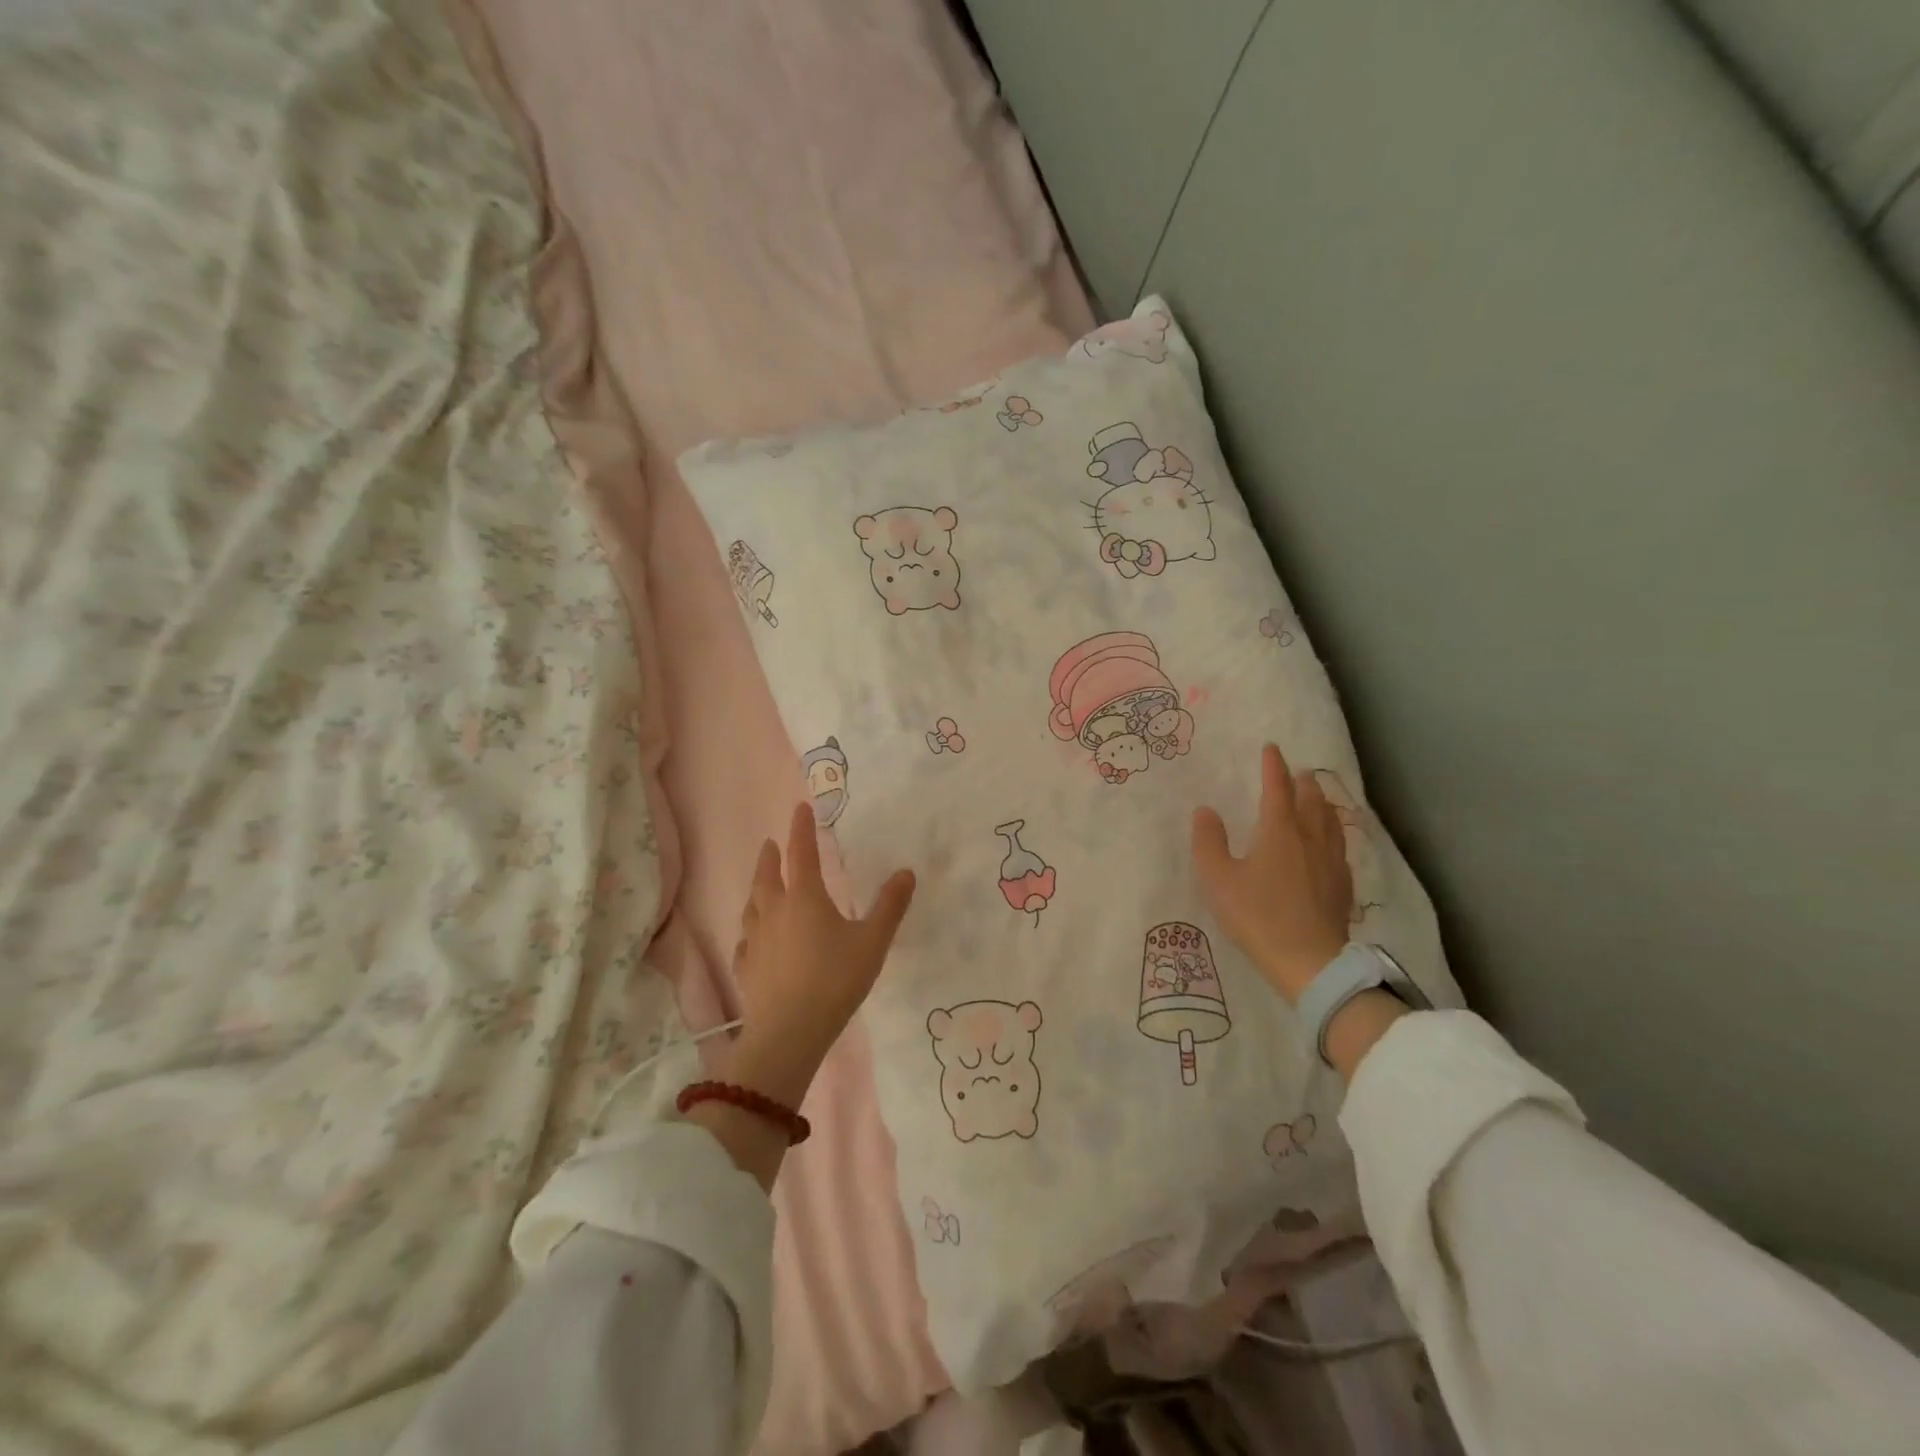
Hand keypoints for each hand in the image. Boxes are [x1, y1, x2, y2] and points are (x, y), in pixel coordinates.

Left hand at [722, 801, 915, 1106]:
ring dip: (757, 889)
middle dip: (770, 856)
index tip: (800, 807)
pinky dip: (750, 931)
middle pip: (767, 876)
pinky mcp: (747, 969)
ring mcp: (756, 941)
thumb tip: (906, 872)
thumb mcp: (873, 942)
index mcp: (805, 898)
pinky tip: (752, 939)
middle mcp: (775, 912)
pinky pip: (746, 942)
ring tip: (762, 886)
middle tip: (771, 844)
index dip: (801, 828)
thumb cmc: (835, 980)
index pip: (802, 853)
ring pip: (752, 906)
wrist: (789, 1032)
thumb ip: (890, 906)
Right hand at [1192, 743, 1352, 1004]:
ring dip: (1322, 804)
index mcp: (1279, 831)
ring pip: (1329, 822)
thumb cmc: (1257, 915)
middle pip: (1311, 801)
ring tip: (1318, 798)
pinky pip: (1339, 846)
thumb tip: (1206, 811)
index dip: (1273, 767)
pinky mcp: (1342, 886)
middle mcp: (1309, 838)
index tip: (1271, 749)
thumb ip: (1209, 842)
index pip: (1277, 788)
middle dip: (1303, 782)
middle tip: (1299, 771)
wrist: (1309, 961)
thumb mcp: (1218, 879)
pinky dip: (1332, 833)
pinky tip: (1330, 844)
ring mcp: (1331, 862)